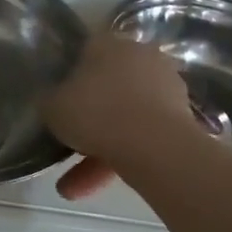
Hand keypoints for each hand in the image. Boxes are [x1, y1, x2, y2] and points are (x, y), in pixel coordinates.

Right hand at [42, 33, 208, 199]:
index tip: (58, 98)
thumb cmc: (95, 112)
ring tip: (73, 188)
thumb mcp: (52, 106)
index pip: (85, 51)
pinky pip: (141, 136)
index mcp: (107, 43)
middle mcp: (139, 56)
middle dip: (86, 120)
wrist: (153, 143)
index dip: (69, 75)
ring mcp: (164, 86)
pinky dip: (120, 159)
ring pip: (123, 118)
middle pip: (106, 87)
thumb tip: (51, 98)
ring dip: (98, 150)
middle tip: (66, 145)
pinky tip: (96, 187)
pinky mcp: (181, 117)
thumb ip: (50, 99)